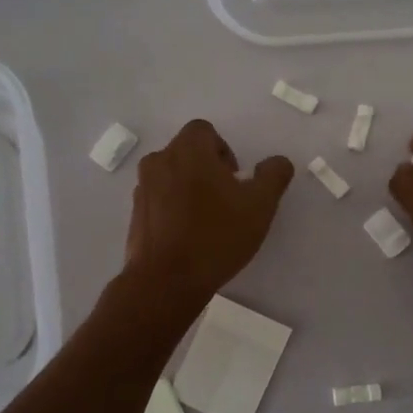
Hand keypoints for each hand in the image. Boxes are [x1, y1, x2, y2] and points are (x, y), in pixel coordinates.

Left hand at [125, 120, 292, 302]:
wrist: (166, 281)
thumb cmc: (216, 236)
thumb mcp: (260, 205)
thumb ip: (273, 175)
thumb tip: (277, 162)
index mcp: (188, 150)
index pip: (205, 131)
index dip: (224, 151)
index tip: (235, 181)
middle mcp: (159, 161)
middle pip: (187, 152)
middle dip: (208, 170)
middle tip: (226, 202)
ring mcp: (142, 188)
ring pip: (172, 176)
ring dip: (190, 188)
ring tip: (207, 221)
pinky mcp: (135, 213)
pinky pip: (159, 199)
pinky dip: (173, 208)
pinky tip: (188, 235)